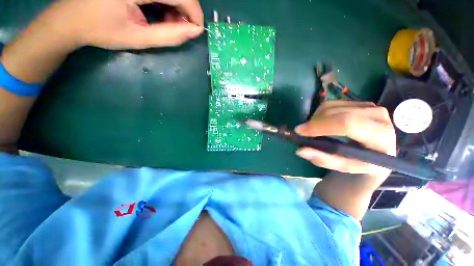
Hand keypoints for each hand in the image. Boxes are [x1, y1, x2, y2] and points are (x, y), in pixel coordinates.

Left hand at [36, 0, 203, 49]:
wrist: (72, 19)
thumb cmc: (103, 30)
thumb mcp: (139, 38)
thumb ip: (170, 35)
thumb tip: (195, 31)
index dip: (194, 12)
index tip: (197, 30)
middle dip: (186, 10)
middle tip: (180, 28)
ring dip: (176, 5)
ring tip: (169, 22)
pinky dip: (167, 1)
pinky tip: (160, 11)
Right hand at [295, 101, 395, 177]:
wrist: (377, 151)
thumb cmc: (362, 163)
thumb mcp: (345, 166)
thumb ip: (324, 160)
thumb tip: (300, 150)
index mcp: (380, 136)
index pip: (347, 124)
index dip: (320, 126)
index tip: (300, 132)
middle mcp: (378, 115)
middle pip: (336, 113)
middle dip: (314, 123)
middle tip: (302, 133)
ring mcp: (369, 105)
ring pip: (331, 106)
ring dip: (315, 118)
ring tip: (313, 131)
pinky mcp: (359, 102)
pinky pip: (331, 103)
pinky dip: (319, 113)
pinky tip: (321, 123)